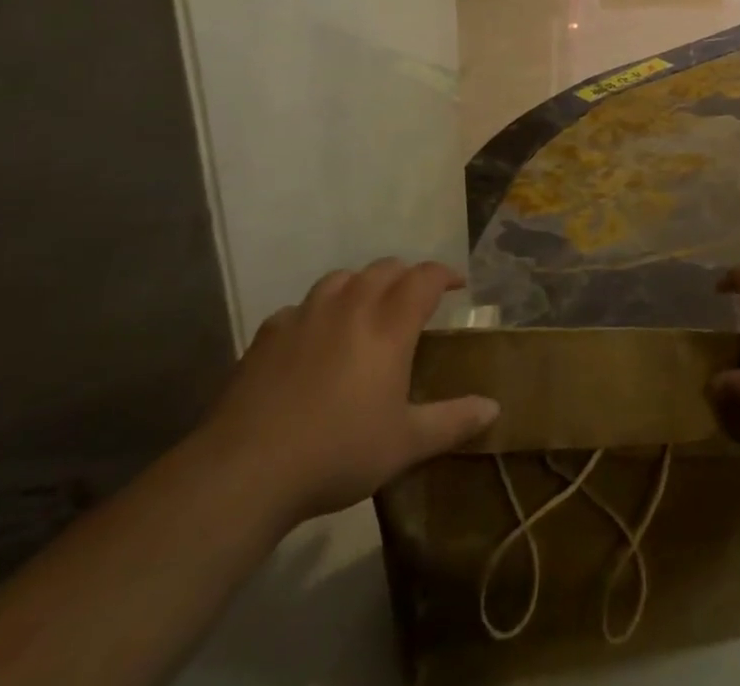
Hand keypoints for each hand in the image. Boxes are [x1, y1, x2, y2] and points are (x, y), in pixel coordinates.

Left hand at [196, 261, 498, 526]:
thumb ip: (452, 421)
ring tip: (364, 309)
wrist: (245, 471)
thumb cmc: (337, 452)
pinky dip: (316, 313)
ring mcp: (306, 315)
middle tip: (414, 300)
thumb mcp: (405, 444)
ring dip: (360, 285)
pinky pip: (300, 308)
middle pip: (385, 268)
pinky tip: (312, 339)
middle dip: (406, 276)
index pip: (425, 278)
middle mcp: (351, 306)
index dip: (445, 275)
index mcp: (389, 324)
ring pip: (341, 278)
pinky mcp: (268, 334)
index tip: (458, 285)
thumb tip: (494, 409)